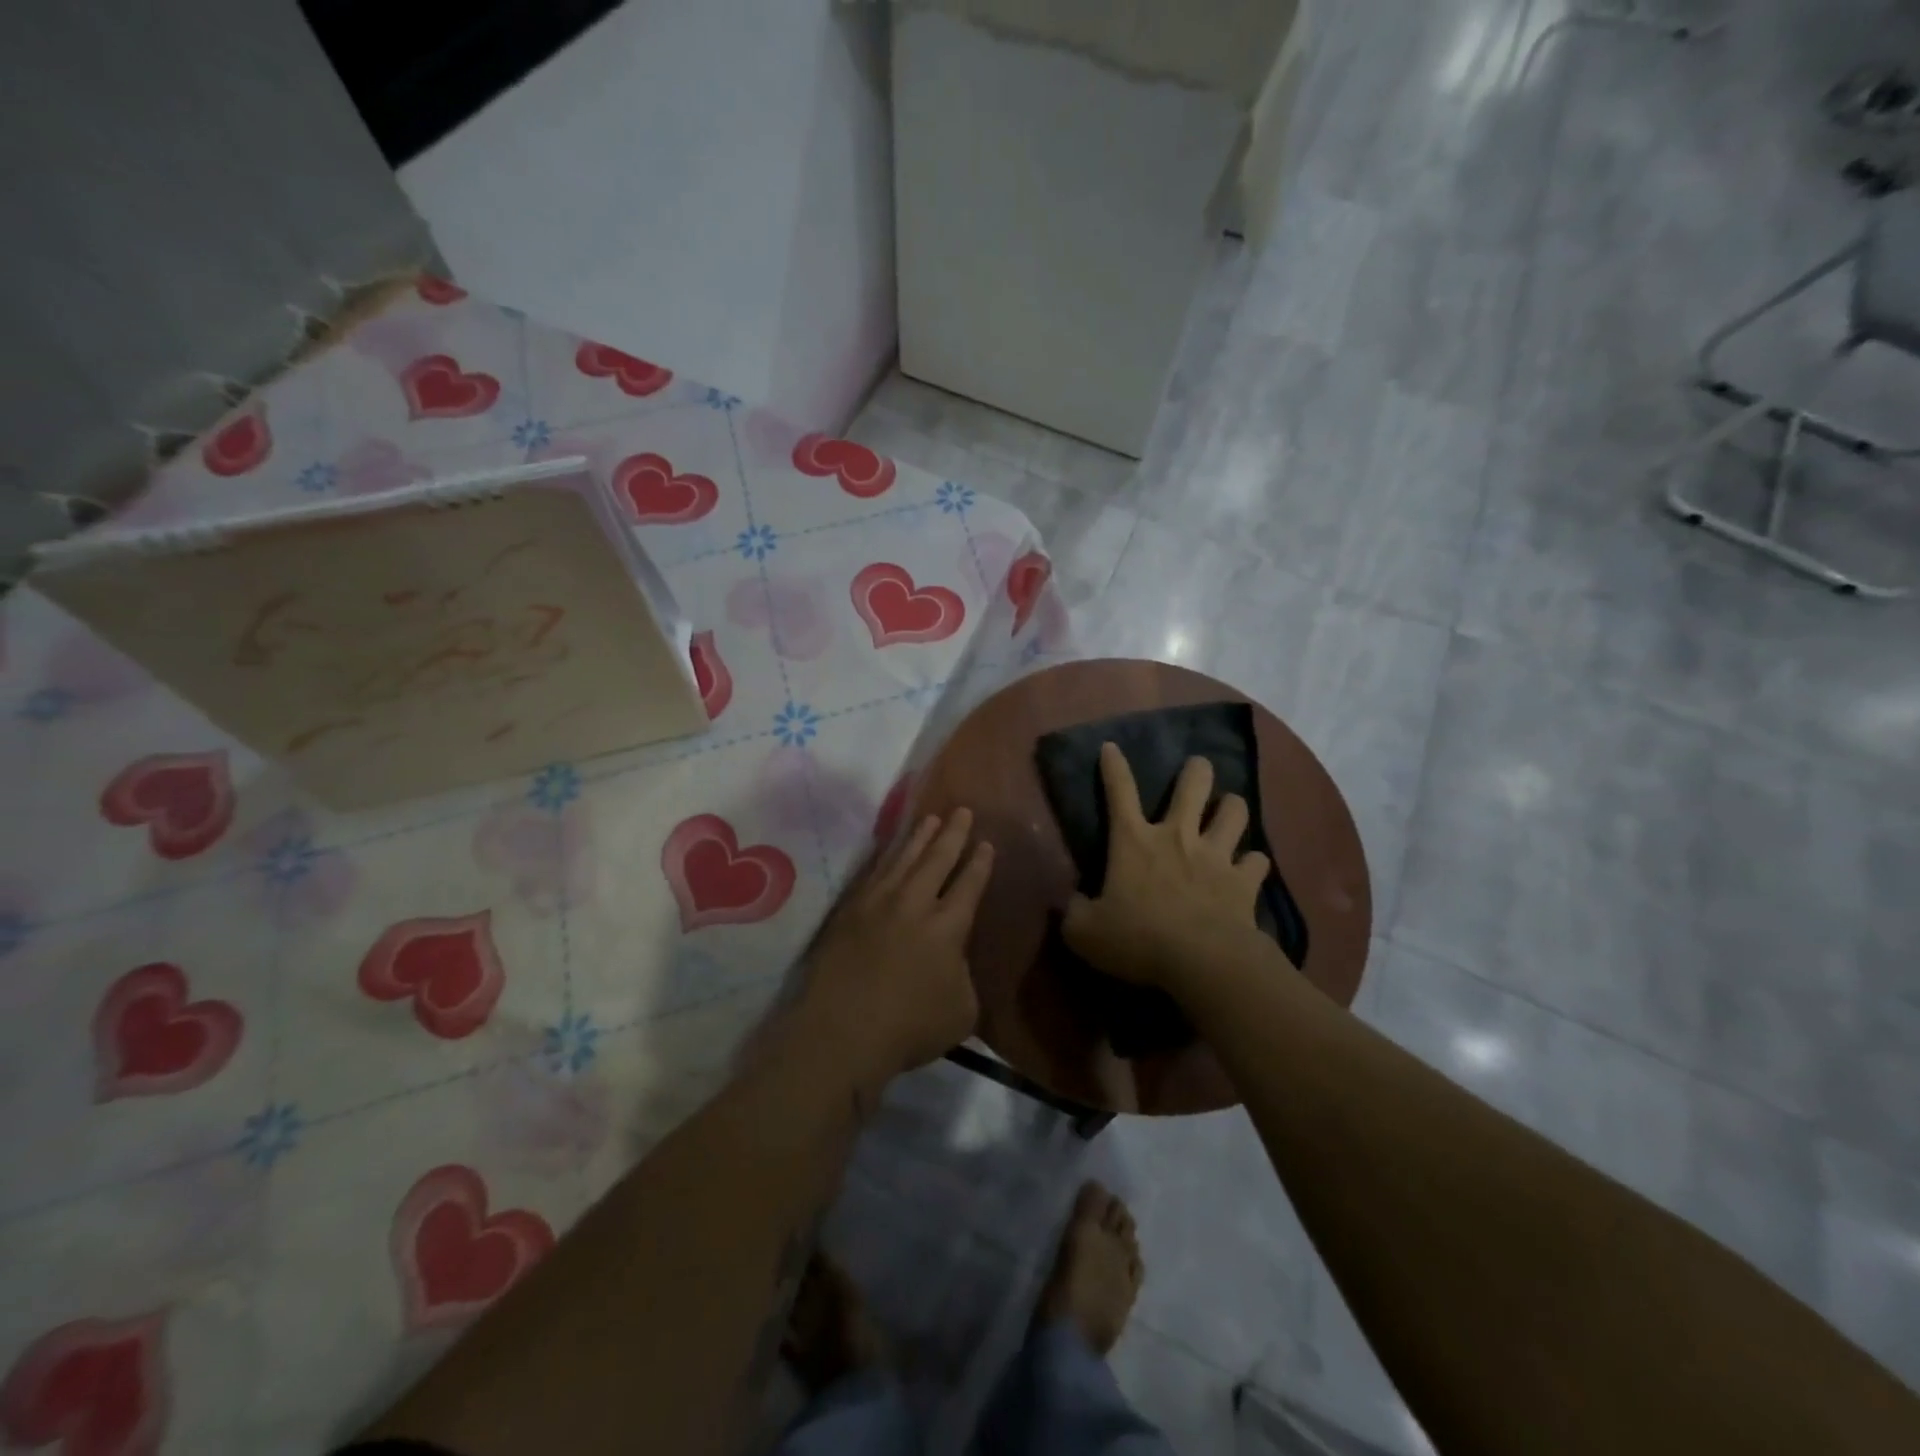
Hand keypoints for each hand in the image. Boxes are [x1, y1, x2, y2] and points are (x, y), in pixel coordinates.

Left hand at [802, 808, 993, 1083]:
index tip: (986, 843)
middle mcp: (914, 904)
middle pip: (937, 859)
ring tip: (930, 818)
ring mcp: (878, 903)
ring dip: (919, 837)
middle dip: (953, 834)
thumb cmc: (910, 1027)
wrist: (843, 1031)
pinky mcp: (849, 911)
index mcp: (948, 926)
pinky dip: (886, 856)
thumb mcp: (961, 1010)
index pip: (969, 885)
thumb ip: (963, 976)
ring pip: (903, 858)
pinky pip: (873, 872)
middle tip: (962, 810)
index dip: (980, 863)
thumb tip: (954, 960)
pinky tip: (890, 850)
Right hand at [1061, 745, 1270, 992]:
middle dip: (1197, 770)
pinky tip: (1250, 868)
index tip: (1111, 746)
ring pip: (1234, 811)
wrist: (1203, 961)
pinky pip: (1257, 861)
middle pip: (1193, 786)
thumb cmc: (1139, 940)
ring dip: (1232, 807)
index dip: (1113, 767)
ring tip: (1230, 809)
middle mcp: (1177, 837)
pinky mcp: (1245, 881)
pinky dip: (1253, 863)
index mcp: (1134, 842)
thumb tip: (1073, 903)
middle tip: (1199, 766)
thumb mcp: (1085, 933)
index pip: (1119, 792)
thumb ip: (1075, 913)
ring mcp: (1215, 855)